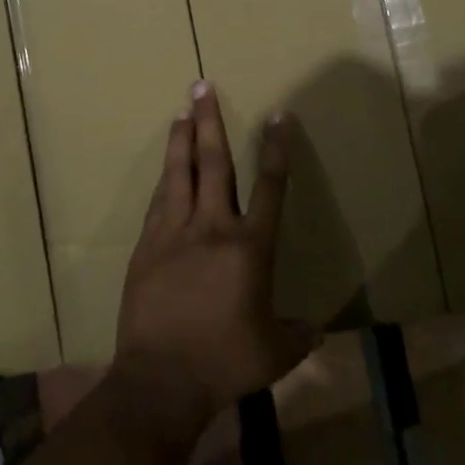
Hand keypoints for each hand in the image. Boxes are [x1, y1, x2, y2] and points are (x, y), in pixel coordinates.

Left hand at [114, 82, 316, 439]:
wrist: (162, 378)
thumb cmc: (226, 361)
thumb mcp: (275, 353)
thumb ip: (298, 335)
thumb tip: (317, 331)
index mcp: (250, 247)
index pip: (270, 186)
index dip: (275, 148)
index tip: (277, 115)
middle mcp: (212, 227)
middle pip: (214, 163)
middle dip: (211, 121)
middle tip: (202, 86)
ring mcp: (174, 233)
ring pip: (178, 173)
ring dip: (181, 139)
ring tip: (182, 111)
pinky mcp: (147, 246)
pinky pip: (159, 202)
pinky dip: (165, 179)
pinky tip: (165, 169)